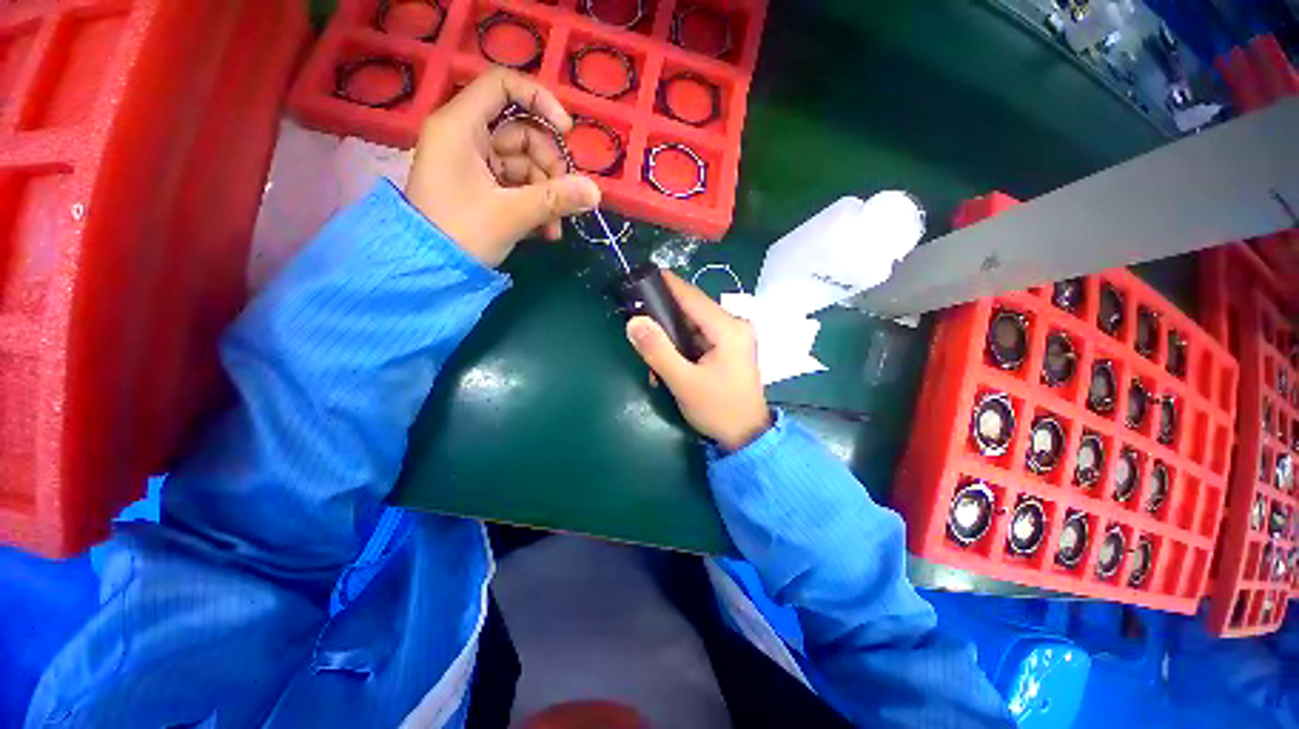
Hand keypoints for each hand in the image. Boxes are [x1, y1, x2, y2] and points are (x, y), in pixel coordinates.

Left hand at [405, 68, 601, 266]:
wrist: (430, 271)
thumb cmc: (462, 233)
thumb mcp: (512, 214)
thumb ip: (556, 199)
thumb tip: (596, 192)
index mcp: (461, 127)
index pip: (502, 85)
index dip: (539, 100)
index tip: (566, 132)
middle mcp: (466, 138)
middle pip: (522, 134)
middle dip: (550, 169)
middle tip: (565, 201)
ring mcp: (474, 164)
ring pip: (524, 166)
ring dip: (547, 197)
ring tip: (555, 229)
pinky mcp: (481, 188)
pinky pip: (517, 186)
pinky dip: (534, 205)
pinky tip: (546, 232)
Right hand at [625, 271, 770, 450]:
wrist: (746, 436)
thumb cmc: (718, 409)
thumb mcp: (684, 382)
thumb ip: (657, 351)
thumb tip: (633, 322)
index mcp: (728, 328)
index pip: (691, 296)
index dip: (666, 284)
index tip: (641, 276)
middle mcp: (734, 325)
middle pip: (691, 309)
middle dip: (664, 319)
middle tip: (638, 326)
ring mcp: (733, 336)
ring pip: (693, 324)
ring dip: (670, 338)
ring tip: (652, 356)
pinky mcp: (728, 347)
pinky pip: (699, 337)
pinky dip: (681, 347)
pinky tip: (669, 364)